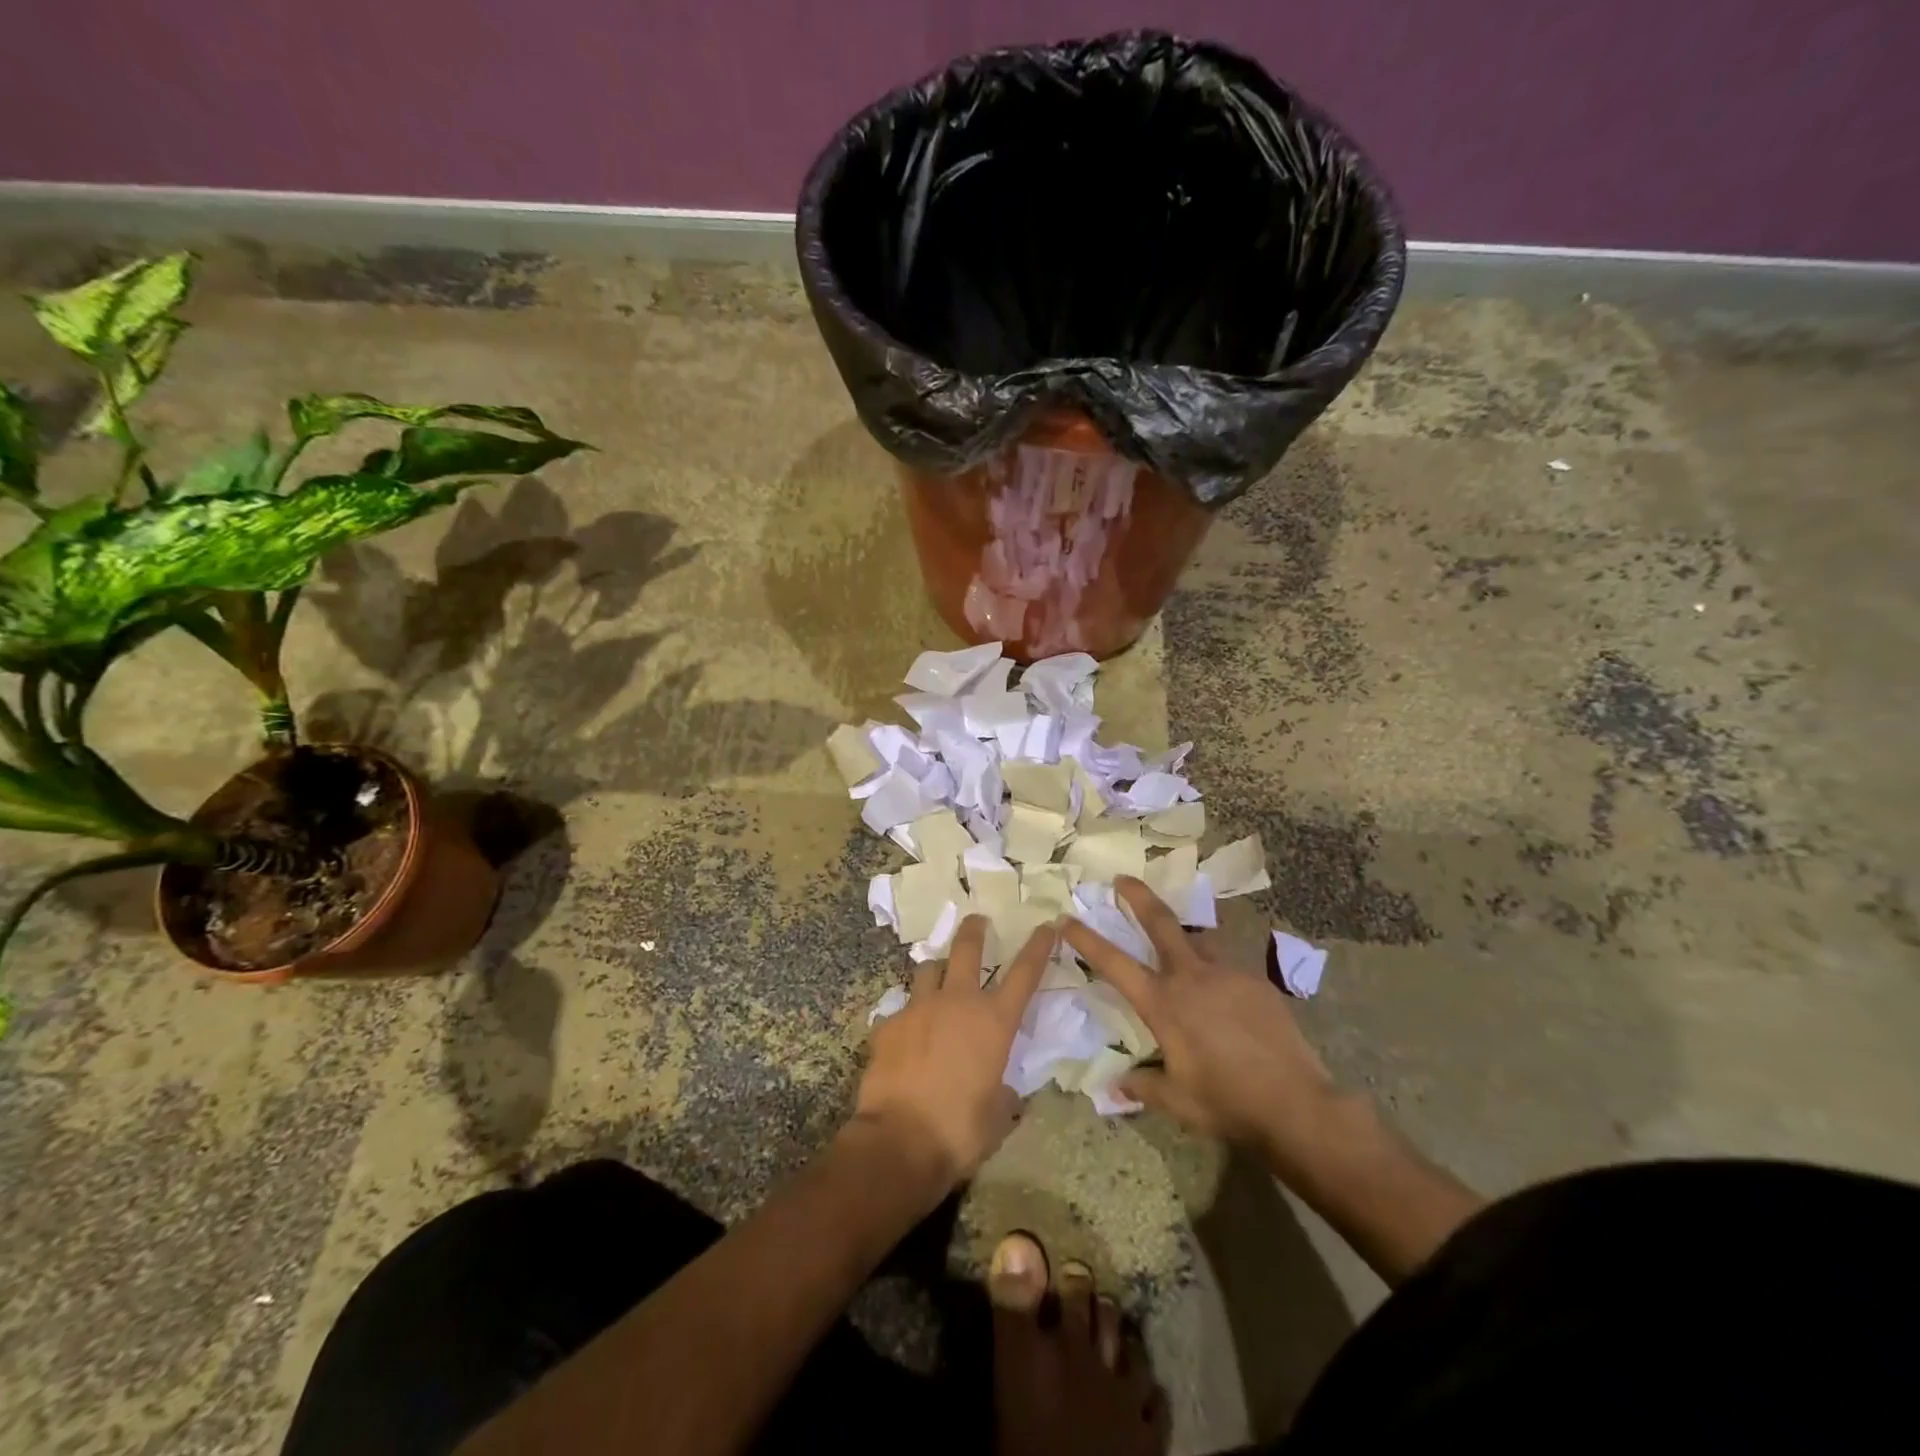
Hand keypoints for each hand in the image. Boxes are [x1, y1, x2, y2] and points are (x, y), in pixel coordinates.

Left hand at [855, 916, 1056, 1189]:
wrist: (899, 1140)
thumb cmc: (960, 1131)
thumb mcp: (998, 1115)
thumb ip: (1003, 1092)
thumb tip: (1000, 1089)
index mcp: (994, 1022)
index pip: (1024, 973)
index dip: (1038, 946)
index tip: (1047, 925)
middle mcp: (957, 1002)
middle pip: (966, 948)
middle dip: (974, 929)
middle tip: (977, 920)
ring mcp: (918, 1008)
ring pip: (928, 969)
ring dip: (937, 971)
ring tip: (937, 980)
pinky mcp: (888, 1024)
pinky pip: (901, 1009)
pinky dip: (908, 1016)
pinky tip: (906, 1035)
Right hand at [1059, 877, 1338, 1160]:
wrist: (1296, 1104)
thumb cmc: (1227, 1102)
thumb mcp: (1177, 1101)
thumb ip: (1142, 1086)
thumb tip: (1115, 1087)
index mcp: (1163, 1003)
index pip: (1114, 962)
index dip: (1086, 939)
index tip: (1066, 919)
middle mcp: (1191, 977)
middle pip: (1160, 921)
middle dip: (1138, 895)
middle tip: (1122, 878)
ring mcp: (1227, 974)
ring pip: (1199, 939)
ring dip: (1184, 935)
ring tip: (1181, 945)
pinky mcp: (1256, 981)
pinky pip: (1227, 966)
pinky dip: (1215, 971)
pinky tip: (1223, 995)